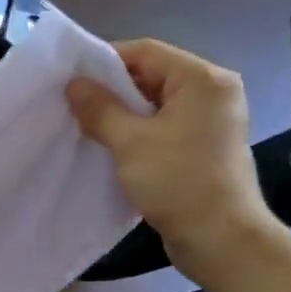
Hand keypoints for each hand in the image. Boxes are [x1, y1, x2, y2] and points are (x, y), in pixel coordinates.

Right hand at [67, 39, 285, 285]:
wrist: (221, 239)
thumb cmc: (178, 182)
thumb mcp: (130, 142)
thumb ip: (100, 108)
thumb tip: (74, 84)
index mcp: (202, 80)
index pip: (145, 52)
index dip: (104, 61)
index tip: (70, 79)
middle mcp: (212, 93)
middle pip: (152, 75)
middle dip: (111, 90)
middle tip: (73, 105)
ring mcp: (210, 121)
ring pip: (155, 104)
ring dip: (122, 114)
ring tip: (86, 126)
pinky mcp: (203, 147)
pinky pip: (163, 127)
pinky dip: (137, 132)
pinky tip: (110, 146)